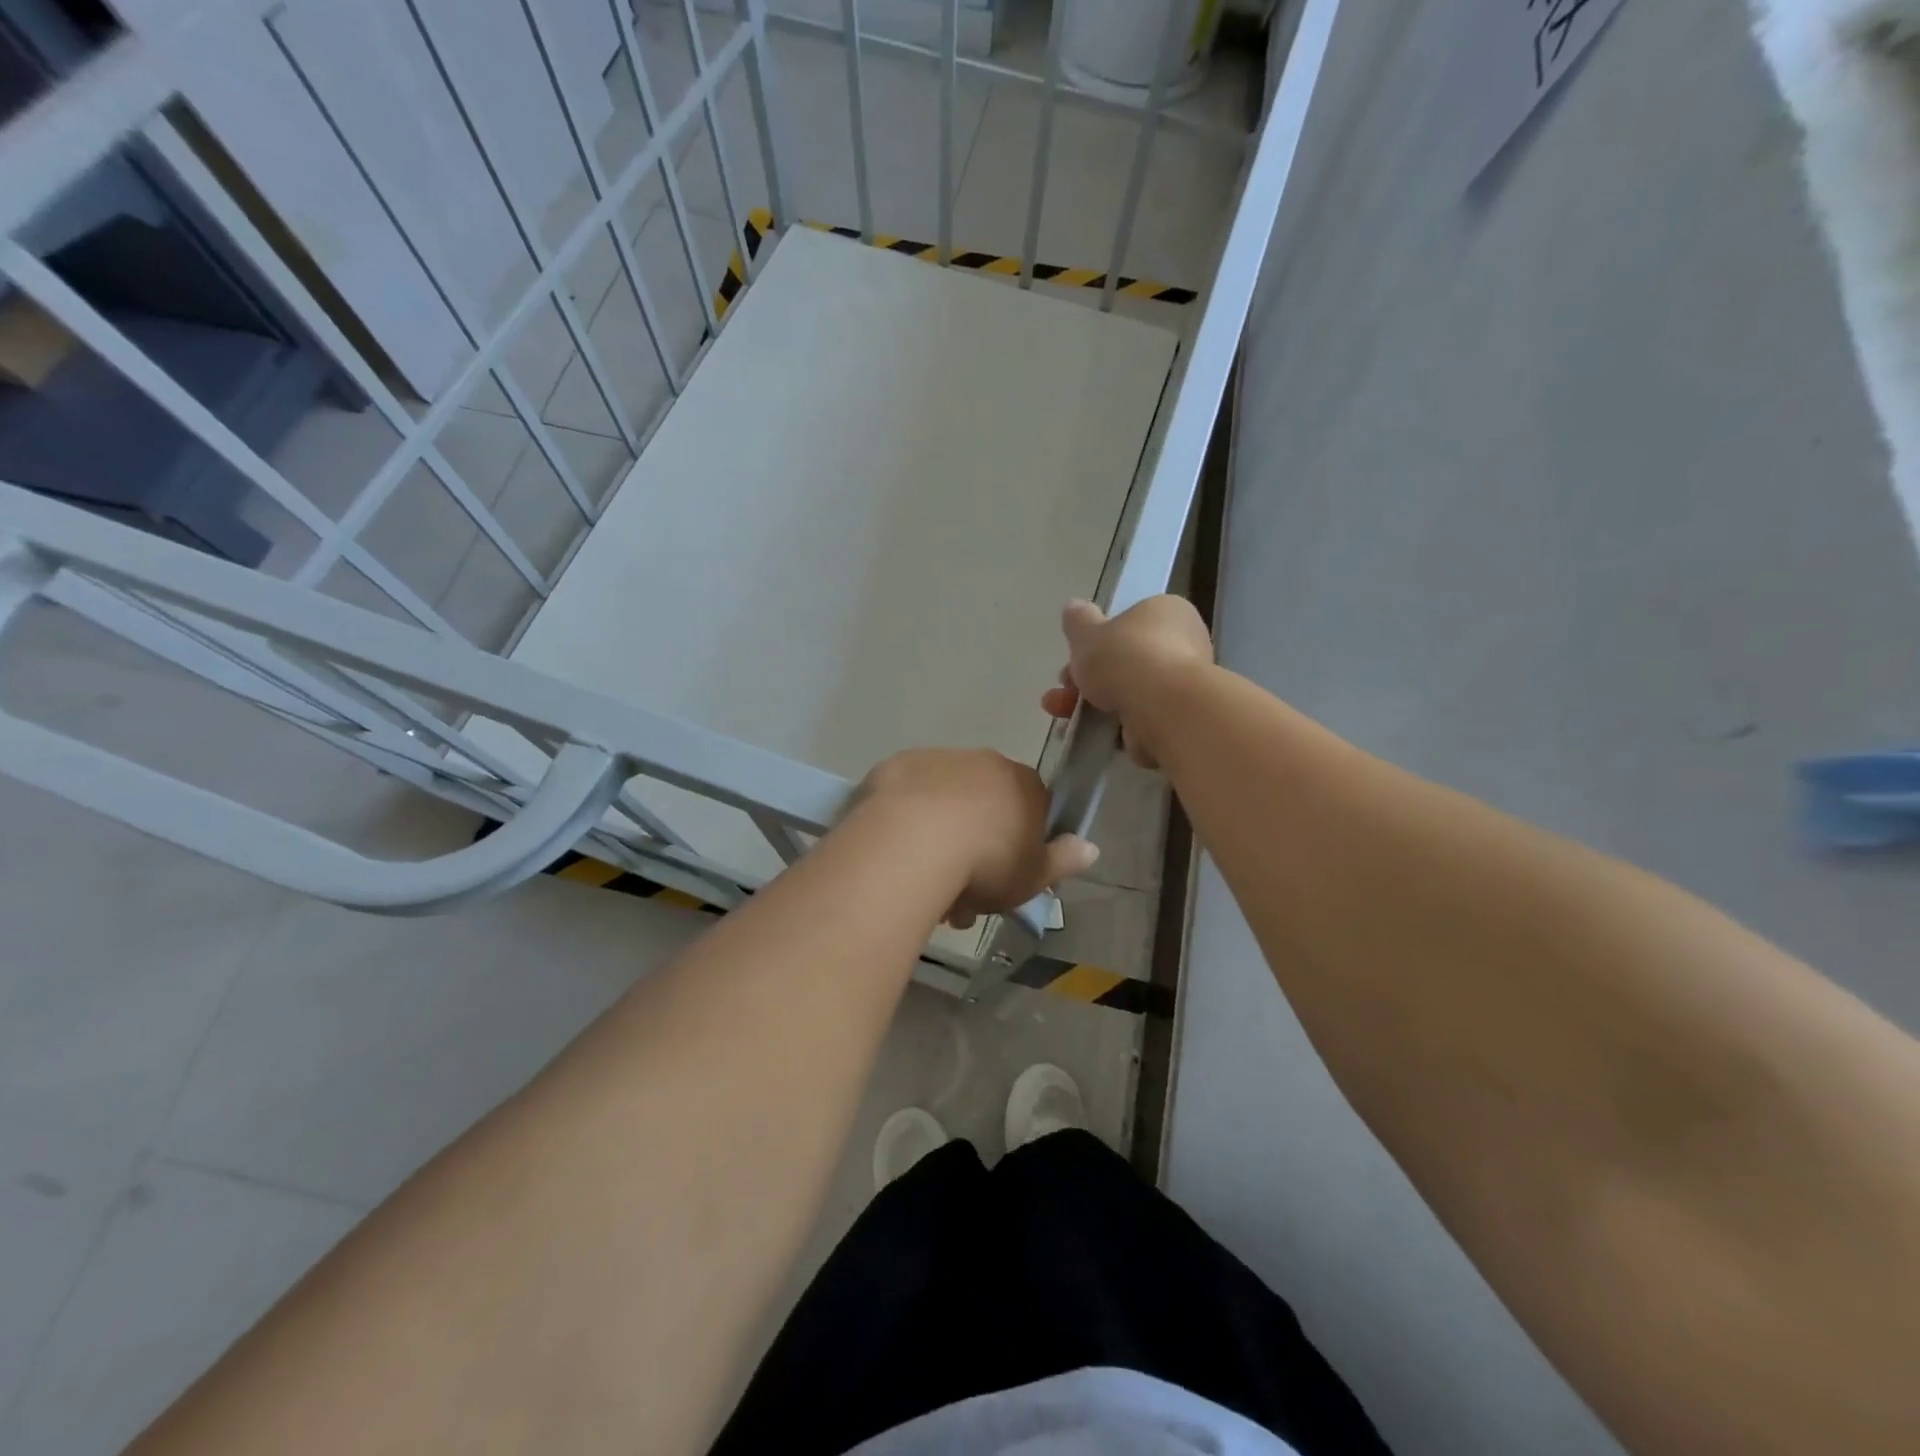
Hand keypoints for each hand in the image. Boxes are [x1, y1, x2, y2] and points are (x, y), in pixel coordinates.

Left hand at [856, 749, 1098, 928]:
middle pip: (985, 804)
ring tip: (924, 885)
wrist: (913, 841)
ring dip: (940, 835)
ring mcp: (937, 759)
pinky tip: (897, 853)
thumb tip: (1090, 847)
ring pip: (944, 801)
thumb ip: (1063, 861)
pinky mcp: (896, 766)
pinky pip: (907, 798)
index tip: (1005, 879)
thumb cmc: (985, 862)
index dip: (1019, 844)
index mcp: (1022, 782)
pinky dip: (906, 820)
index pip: (1032, 806)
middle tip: (961, 896)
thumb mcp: (1033, 876)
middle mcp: (983, 761)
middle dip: (976, 846)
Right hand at [1040, 596, 1213, 768]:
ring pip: (1129, 692)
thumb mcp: (1087, 633)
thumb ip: (1078, 621)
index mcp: (1167, 611)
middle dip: (1088, 678)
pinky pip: (1139, 718)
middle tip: (1063, 690)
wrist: (1163, 709)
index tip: (1074, 658)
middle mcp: (1184, 643)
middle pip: (1126, 660)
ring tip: (1061, 715)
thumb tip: (1073, 607)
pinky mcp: (1180, 718)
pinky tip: (1090, 732)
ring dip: (1093, 704)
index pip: (1130, 623)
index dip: (1097, 641)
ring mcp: (1183, 684)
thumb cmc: (1126, 659)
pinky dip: (1115, 726)